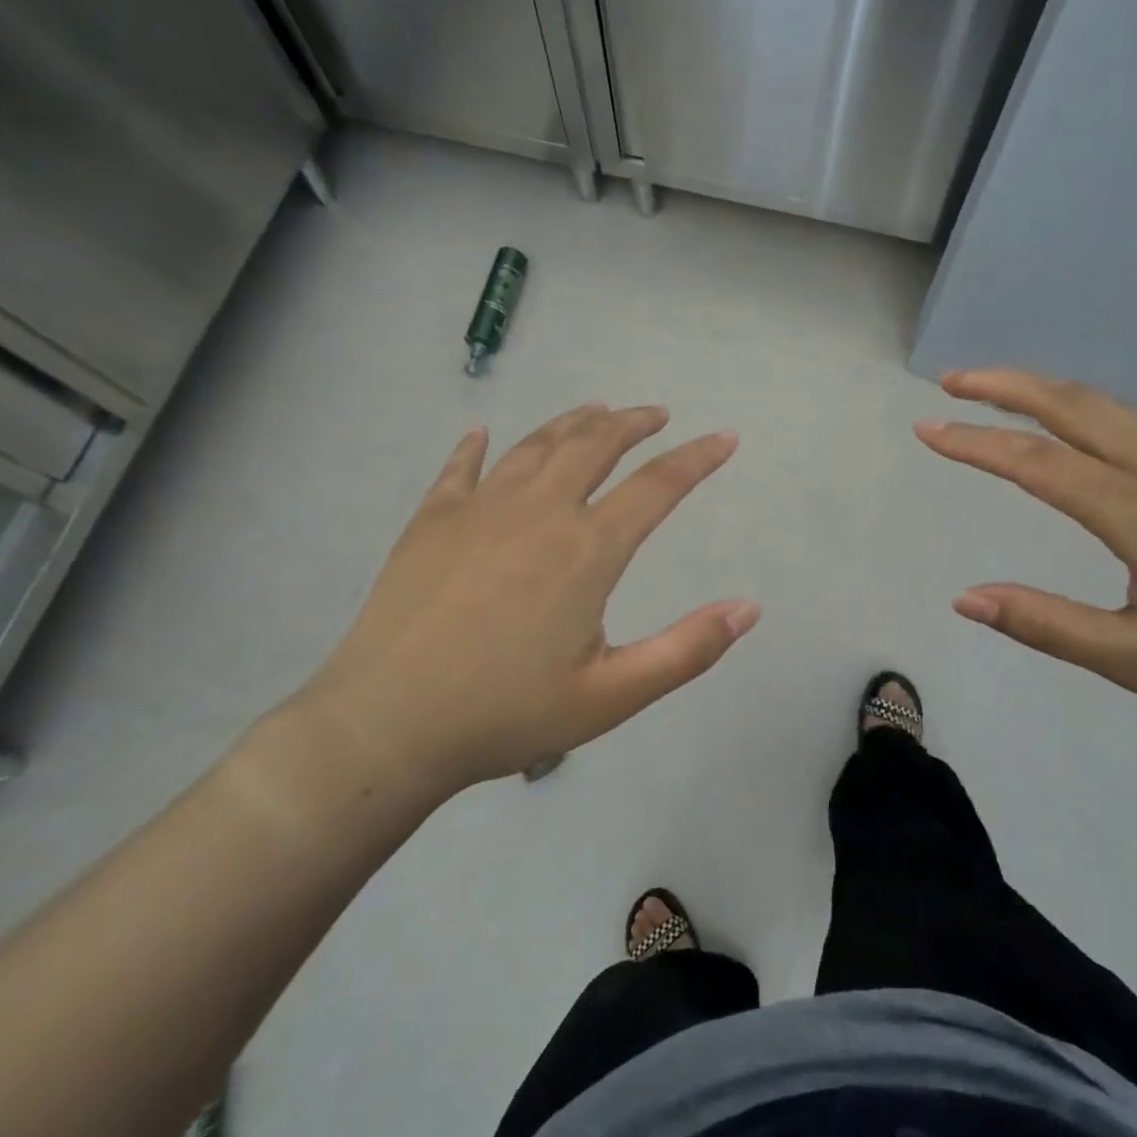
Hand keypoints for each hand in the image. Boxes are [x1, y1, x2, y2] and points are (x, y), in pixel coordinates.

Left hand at [284, 404, 757, 800]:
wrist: (387, 725)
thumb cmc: (507, 714)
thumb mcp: (612, 696)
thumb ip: (686, 650)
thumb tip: (749, 608)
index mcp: (587, 550)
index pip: (658, 486)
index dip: (697, 459)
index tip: (724, 438)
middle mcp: (538, 512)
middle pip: (595, 446)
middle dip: (633, 424)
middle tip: (656, 415)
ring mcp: (479, 509)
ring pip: (536, 445)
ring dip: (573, 423)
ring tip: (596, 411)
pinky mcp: (430, 520)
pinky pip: (460, 468)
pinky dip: (477, 446)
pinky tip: (482, 434)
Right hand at [916, 370, 1136, 724]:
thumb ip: (1046, 625)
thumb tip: (965, 598)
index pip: (1035, 463)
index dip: (974, 442)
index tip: (927, 428)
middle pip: (1072, 404)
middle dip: (1004, 385)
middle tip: (951, 382)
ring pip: (1106, 405)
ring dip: (1042, 390)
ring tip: (995, 393)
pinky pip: (1135, 420)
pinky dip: (1082, 407)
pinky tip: (1070, 426)